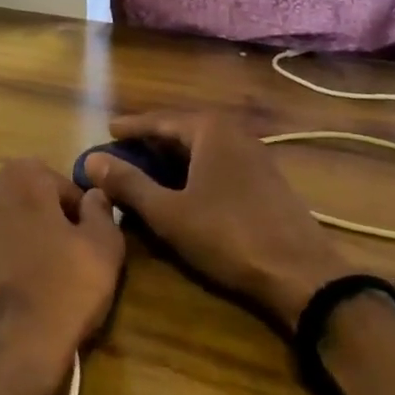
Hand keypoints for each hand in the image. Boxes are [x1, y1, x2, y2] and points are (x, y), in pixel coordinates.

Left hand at [0, 158, 125, 394]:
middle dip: (53, 221)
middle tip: (70, 260)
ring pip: (14, 216)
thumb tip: (95, 196)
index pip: (65, 187)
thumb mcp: (104, 247)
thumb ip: (102, 210)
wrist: (13, 346)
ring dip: (31, 234)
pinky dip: (9, 251)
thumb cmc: (64, 289)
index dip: (81, 217)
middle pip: (36, 197)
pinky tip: (23, 280)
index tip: (87, 247)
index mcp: (24, 174)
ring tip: (47, 272)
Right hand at [84, 111, 348, 329]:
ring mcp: (254, 155)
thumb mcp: (169, 212)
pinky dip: (193, 171)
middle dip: (150, 142)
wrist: (302, 275)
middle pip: (181, 130)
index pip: (159, 119)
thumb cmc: (228, 236)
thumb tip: (91, 159)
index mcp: (209, 129)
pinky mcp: (265, 180)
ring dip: (171, 158)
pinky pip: (218, 163)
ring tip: (146, 170)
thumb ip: (128, 184)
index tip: (107, 131)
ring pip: (201, 148)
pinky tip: (183, 190)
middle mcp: (233, 132)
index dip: (130, 127)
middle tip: (122, 152)